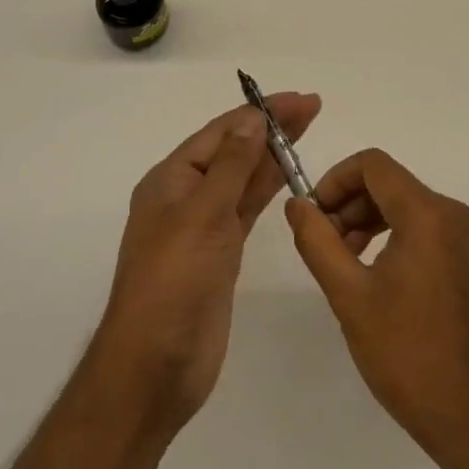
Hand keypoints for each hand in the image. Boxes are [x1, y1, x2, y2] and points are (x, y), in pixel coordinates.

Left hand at [92, 93, 321, 432]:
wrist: (154, 368)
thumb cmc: (173, 282)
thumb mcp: (202, 215)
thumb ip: (232, 166)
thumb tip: (253, 120)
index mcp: (171, 179)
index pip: (222, 132)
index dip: (260, 113)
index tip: (298, 100)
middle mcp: (187, 195)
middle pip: (235, 150)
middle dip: (271, 127)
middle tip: (313, 107)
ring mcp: (204, 225)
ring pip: (244, 178)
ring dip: (274, 154)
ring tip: (308, 129)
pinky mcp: (221, 253)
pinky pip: (248, 208)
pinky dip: (269, 188)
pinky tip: (290, 174)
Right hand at [285, 149, 468, 457]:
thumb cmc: (409, 354)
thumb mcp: (350, 297)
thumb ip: (318, 242)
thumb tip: (297, 205)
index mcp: (427, 213)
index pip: (372, 164)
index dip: (335, 180)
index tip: (313, 215)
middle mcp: (452, 213)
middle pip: (389, 183)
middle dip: (350, 204)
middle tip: (324, 244)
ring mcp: (466, 238)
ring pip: (406, 205)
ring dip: (369, 221)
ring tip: (344, 262)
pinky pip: (425, 229)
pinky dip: (394, 237)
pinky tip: (375, 277)